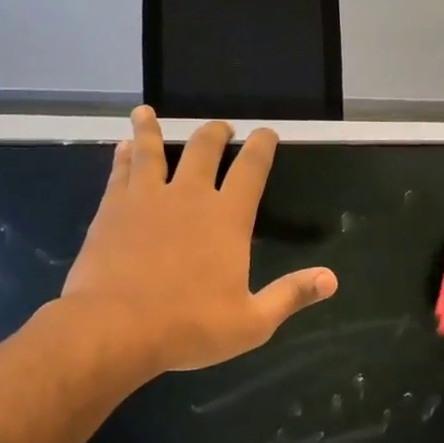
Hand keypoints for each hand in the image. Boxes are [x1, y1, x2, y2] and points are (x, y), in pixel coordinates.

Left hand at [50, 109, 336, 384]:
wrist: (114, 330)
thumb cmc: (188, 327)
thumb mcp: (252, 322)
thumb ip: (290, 295)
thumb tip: (331, 279)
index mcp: (228, 217)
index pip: (252, 169)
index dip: (262, 146)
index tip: (267, 132)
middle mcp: (189, 196)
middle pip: (203, 149)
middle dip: (215, 132)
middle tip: (221, 127)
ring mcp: (147, 199)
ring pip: (151, 150)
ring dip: (152, 129)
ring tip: (147, 112)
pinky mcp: (112, 209)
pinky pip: (120, 171)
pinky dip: (124, 155)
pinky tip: (121, 147)